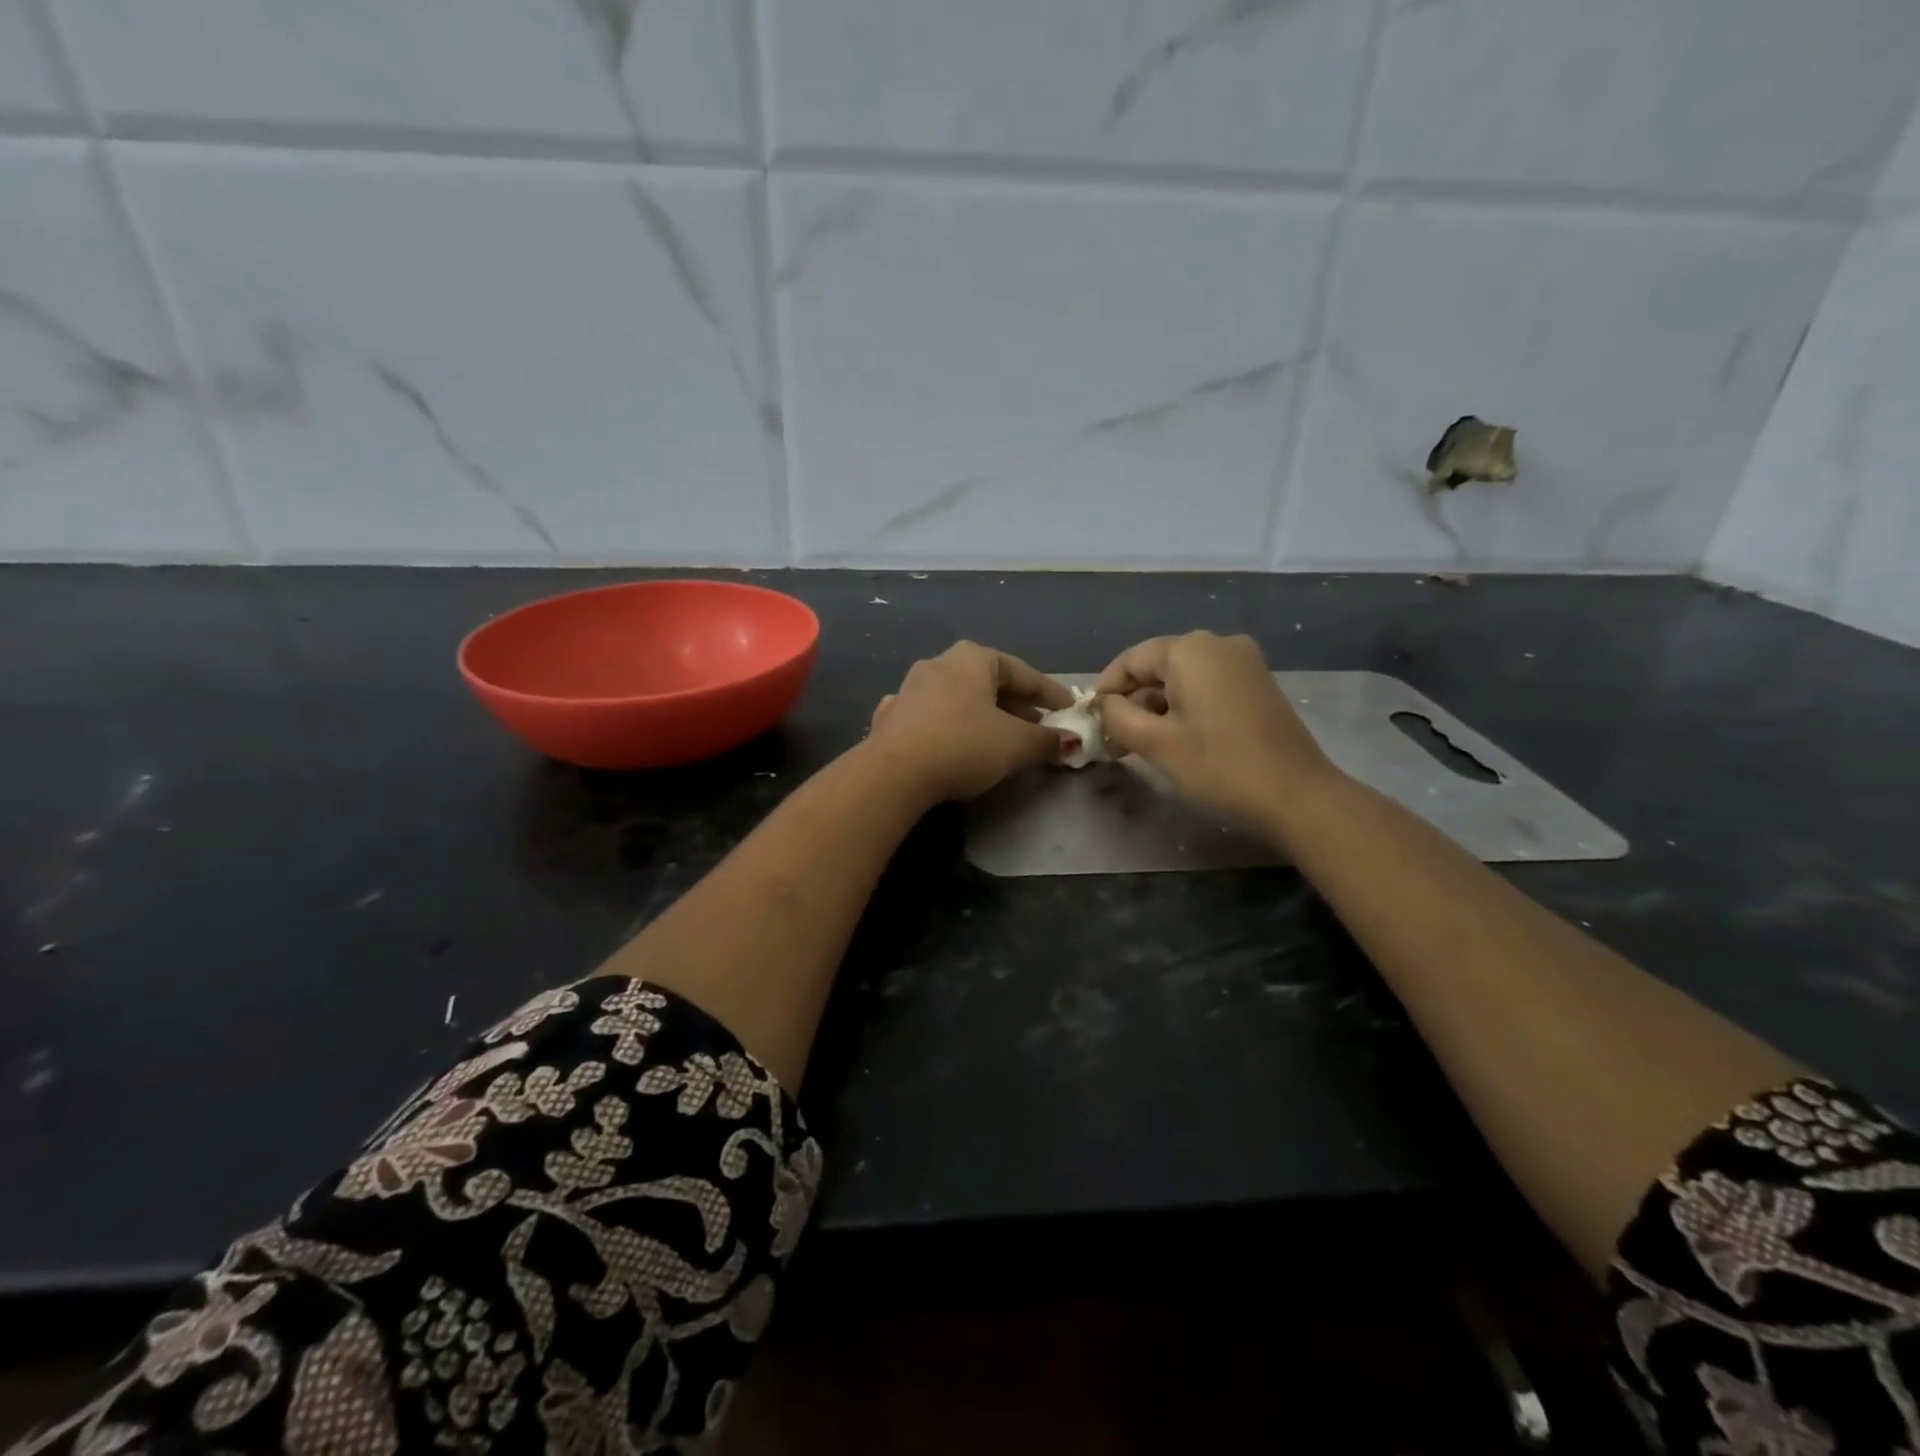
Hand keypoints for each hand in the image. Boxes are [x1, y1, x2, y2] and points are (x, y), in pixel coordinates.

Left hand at [866, 642, 1076, 801]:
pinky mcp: (891, 717)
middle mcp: (940, 663)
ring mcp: (910, 688)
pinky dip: (950, 726)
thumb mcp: (1015, 745)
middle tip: (1039, 727)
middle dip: (1017, 706)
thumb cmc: (963, 746)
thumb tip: (1070, 742)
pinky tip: (953, 740)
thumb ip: (1046, 741)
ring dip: (983, 715)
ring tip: (1001, 737)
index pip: (1023, 673)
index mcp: (973, 658)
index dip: (1051, 693)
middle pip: (990, 683)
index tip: (1070, 709)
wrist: (893, 773)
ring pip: (959, 698)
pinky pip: (931, 717)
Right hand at [1094, 632, 1335, 821]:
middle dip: (1131, 700)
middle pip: (1158, 667)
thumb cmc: (1219, 764)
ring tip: (1137, 743)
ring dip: (1156, 707)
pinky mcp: (1257, 684)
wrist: (1296, 794)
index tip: (1089, 719)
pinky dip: (1184, 707)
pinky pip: (1207, 686)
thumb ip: (1117, 717)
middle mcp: (1218, 644)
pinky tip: (1174, 737)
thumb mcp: (1156, 742)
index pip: (1131, 660)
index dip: (1105, 688)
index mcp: (1190, 649)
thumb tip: (1103, 705)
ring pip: (1182, 678)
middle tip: (1111, 738)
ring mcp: (1243, 662)